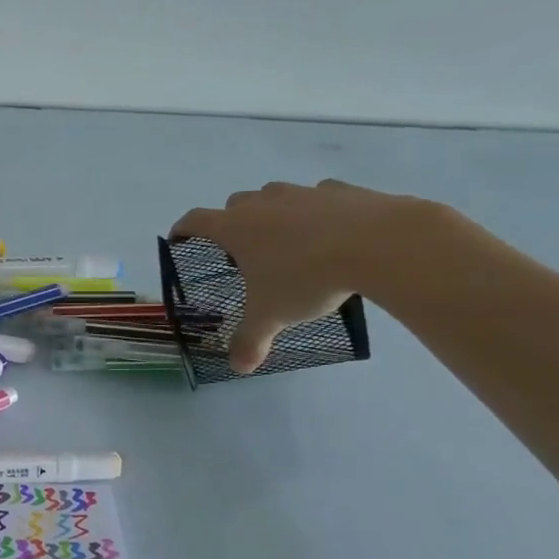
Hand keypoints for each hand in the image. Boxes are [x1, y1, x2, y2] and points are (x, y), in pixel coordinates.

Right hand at [169, 179, 434, 373]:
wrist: (379, 243)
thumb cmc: (307, 277)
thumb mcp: (272, 315)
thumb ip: (251, 340)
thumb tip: (239, 368)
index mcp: (235, 228)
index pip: (194, 221)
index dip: (183, 229)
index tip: (179, 239)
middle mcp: (261, 204)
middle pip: (234, 205)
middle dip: (233, 224)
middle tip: (244, 252)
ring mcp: (301, 193)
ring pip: (275, 197)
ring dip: (274, 215)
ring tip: (290, 243)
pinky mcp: (340, 190)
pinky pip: (318, 198)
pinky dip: (317, 212)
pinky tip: (332, 234)